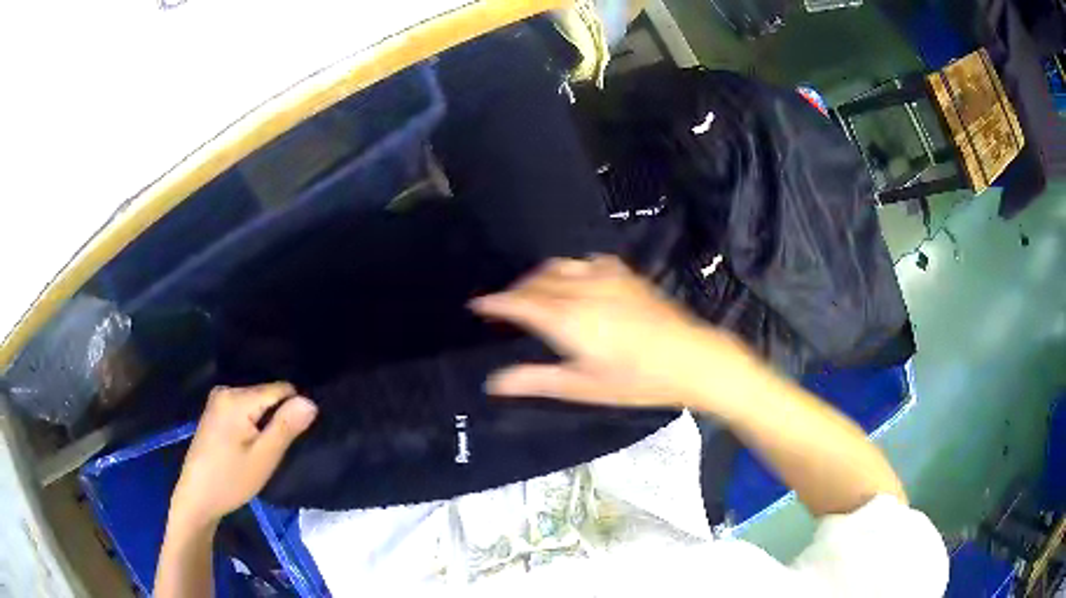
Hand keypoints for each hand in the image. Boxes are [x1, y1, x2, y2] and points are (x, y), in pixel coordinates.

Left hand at [169, 383, 316, 528]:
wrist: (198, 497)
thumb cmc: (231, 480)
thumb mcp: (264, 457)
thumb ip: (286, 426)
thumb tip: (311, 401)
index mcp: (237, 398)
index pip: (281, 389)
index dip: (293, 412)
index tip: (292, 438)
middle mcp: (226, 390)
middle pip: (268, 395)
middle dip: (278, 418)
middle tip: (275, 450)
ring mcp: (218, 400)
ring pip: (258, 404)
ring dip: (266, 424)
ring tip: (264, 450)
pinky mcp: (216, 411)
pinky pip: (245, 409)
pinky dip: (253, 425)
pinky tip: (249, 447)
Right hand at [470, 255, 757, 408]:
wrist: (690, 358)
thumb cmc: (636, 380)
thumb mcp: (583, 386)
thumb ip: (536, 380)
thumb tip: (494, 381)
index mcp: (567, 319)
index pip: (519, 303)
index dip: (495, 302)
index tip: (477, 304)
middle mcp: (581, 289)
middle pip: (535, 282)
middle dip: (514, 292)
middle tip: (503, 307)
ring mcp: (605, 277)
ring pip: (558, 267)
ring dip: (538, 278)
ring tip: (533, 294)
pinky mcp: (624, 275)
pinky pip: (585, 262)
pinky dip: (569, 270)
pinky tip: (574, 281)